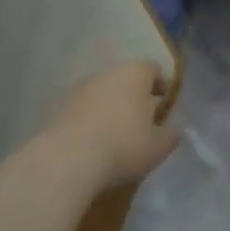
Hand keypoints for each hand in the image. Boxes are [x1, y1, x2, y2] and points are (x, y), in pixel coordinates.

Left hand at [45, 61, 179, 188]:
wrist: (67, 161)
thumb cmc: (124, 146)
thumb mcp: (159, 146)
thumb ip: (170, 133)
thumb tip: (170, 127)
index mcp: (134, 73)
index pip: (152, 68)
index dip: (161, 86)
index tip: (164, 107)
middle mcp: (106, 73)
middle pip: (126, 80)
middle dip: (135, 98)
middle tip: (142, 124)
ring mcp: (79, 89)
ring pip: (103, 95)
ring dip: (111, 109)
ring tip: (117, 137)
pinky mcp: (59, 109)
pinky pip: (84, 111)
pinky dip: (91, 122)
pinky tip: (94, 145)